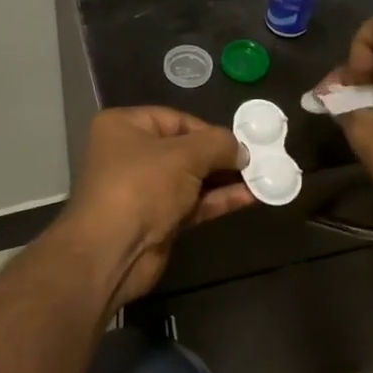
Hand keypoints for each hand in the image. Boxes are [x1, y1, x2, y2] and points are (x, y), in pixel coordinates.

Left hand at [53, 107, 253, 309]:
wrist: (112, 252)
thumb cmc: (141, 187)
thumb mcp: (184, 155)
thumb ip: (218, 145)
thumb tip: (241, 149)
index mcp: (125, 127)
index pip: (176, 119)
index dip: (209, 130)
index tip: (240, 143)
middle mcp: (131, 154)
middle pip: (185, 149)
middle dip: (220, 156)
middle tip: (257, 160)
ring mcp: (144, 190)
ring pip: (191, 179)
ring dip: (224, 180)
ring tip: (261, 178)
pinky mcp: (157, 219)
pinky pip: (192, 203)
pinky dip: (217, 200)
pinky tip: (249, 198)